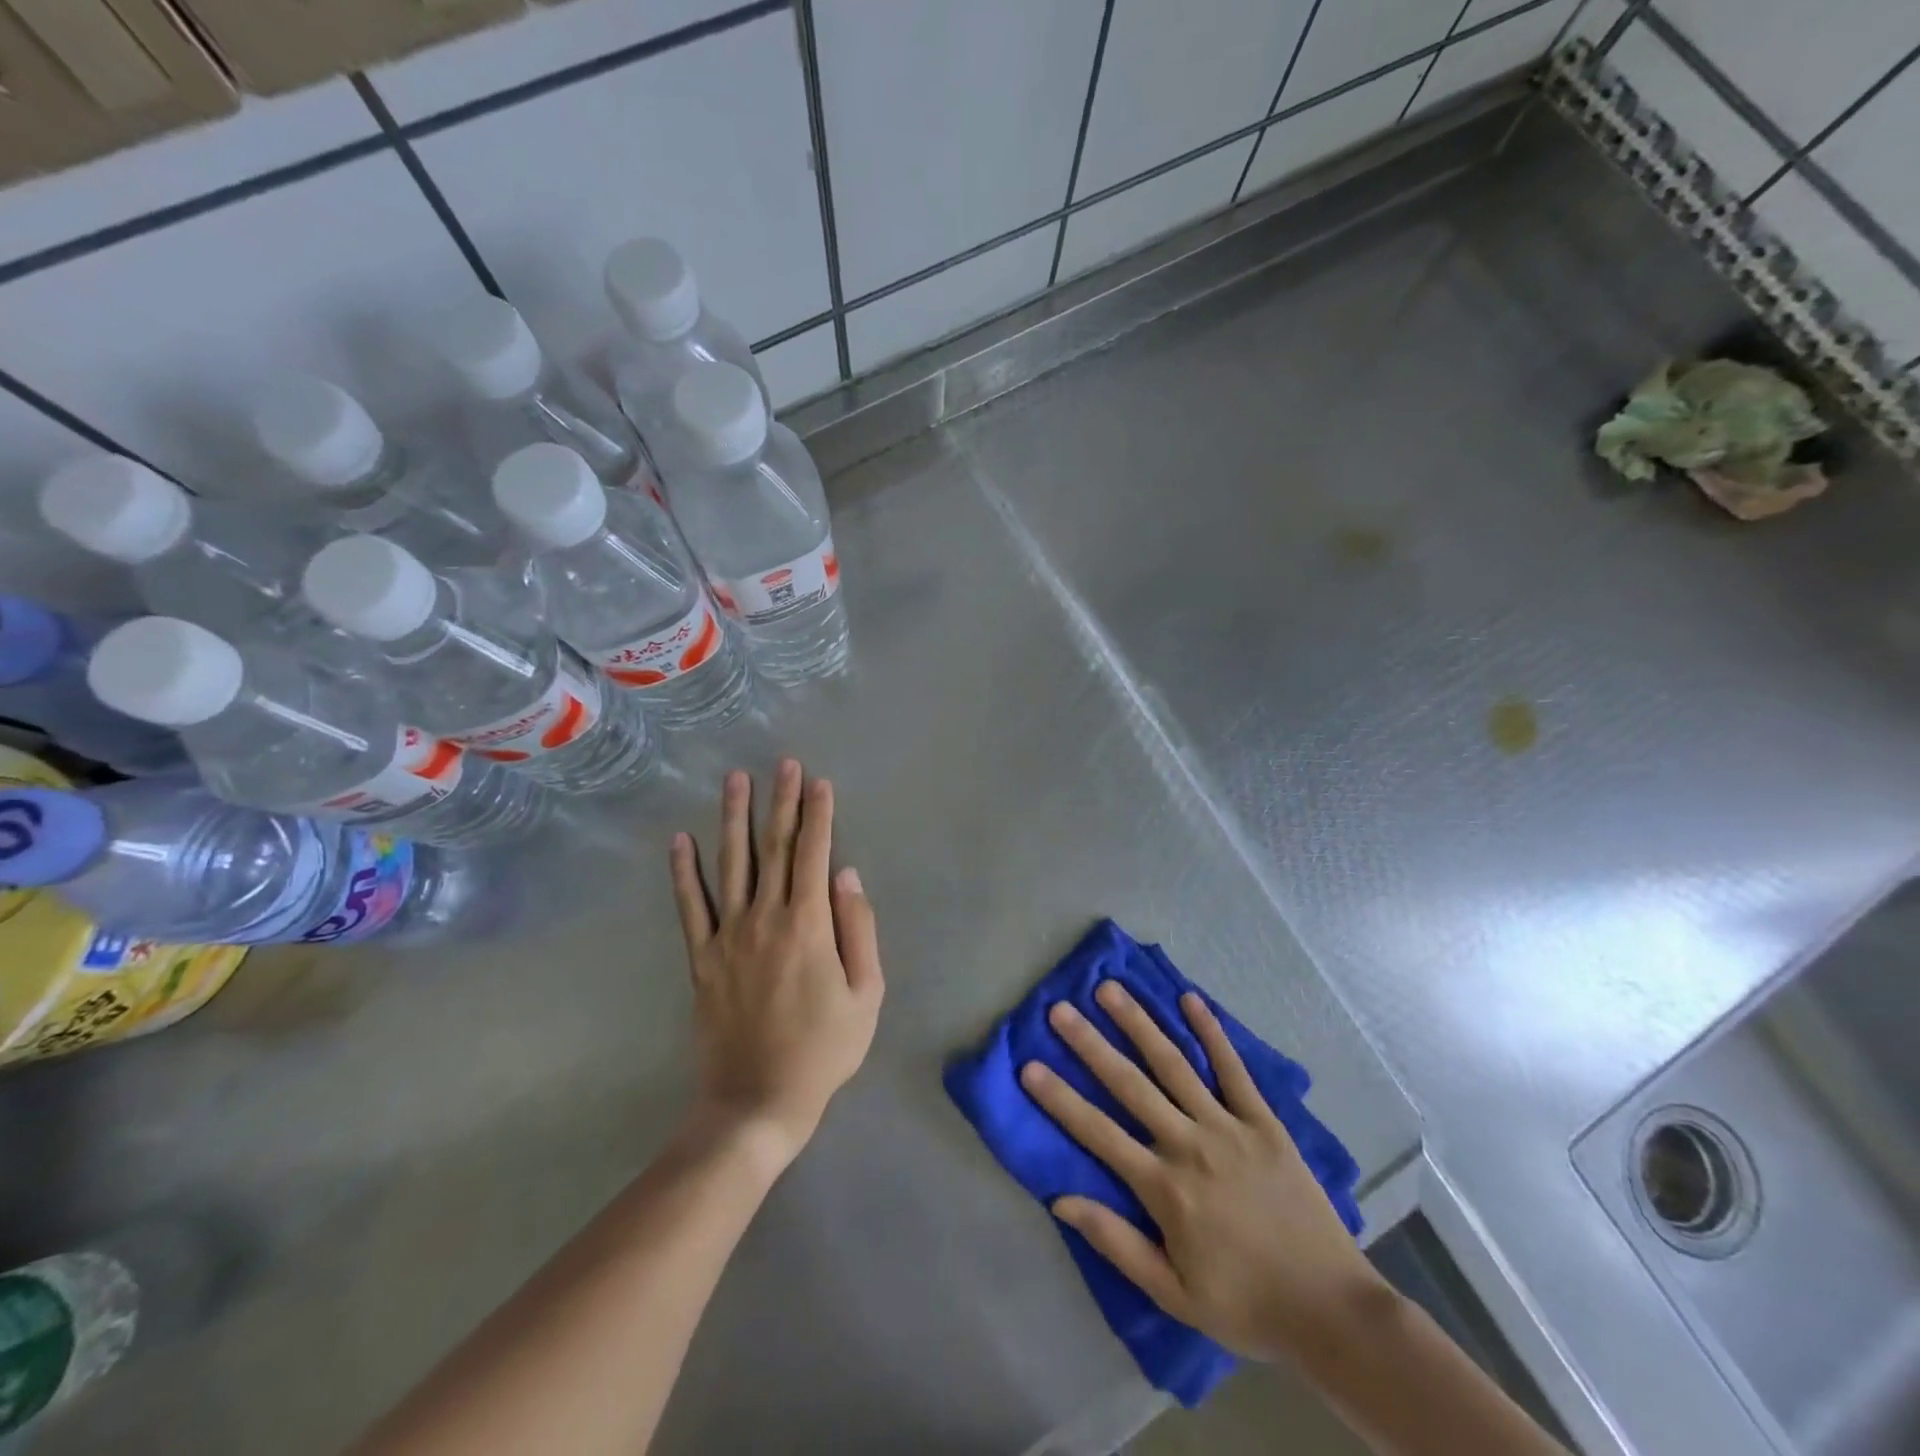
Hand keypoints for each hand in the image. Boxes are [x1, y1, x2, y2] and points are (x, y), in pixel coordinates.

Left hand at [669, 760, 883, 1165]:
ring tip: (735, 780)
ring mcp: (728, 935)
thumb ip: (859, 929)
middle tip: (784, 763)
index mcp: (809, 924)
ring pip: (732, 864)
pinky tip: (679, 840)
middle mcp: (766, 917)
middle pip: (776, 847)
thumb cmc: (824, 1050)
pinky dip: (683, 872)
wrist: (757, 1101)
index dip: (819, 814)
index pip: (815, 854)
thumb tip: (848, 875)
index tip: (820, 781)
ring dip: (734, 818)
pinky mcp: (701, 957)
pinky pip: (690, 906)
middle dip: (782, 801)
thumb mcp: (866, 994)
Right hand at [1021, 983, 1391, 1365]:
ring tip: (1111, 990)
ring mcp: (1228, 1127)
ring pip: (1174, 1065)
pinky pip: (1233, 1069)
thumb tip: (1061, 1199)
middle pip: (1130, 1085)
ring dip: (1139, 1024)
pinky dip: (1212, 1032)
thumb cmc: (1244, 1303)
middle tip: (1061, 1009)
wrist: (1330, 1309)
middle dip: (1091, 1044)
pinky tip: (1190, 999)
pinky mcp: (1263, 1122)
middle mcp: (1190, 1145)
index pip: (1099, 1133)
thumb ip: (1117, 1242)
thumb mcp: (1173, 1293)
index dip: (1060, 1099)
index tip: (1029, 1066)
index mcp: (1164, 1188)